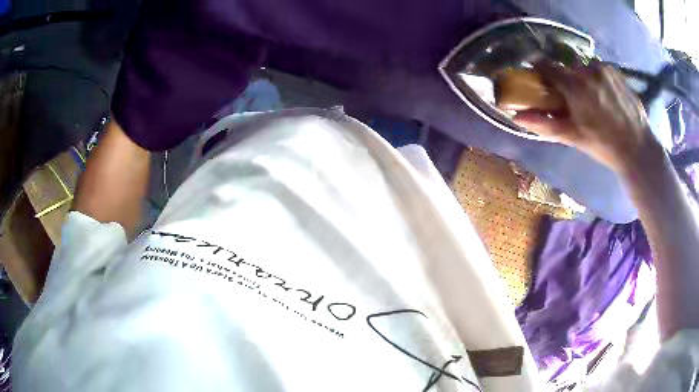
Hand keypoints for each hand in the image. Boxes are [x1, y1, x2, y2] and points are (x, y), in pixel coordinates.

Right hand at [512, 60, 656, 172]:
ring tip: (594, 98)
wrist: (637, 148)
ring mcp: (603, 68)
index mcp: (574, 85)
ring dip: (584, 77)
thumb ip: (545, 124)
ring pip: (584, 66)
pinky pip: (600, 68)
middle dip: (567, 78)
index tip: (541, 77)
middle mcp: (587, 69)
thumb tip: (517, 117)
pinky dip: (598, 77)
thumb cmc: (603, 145)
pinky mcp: (616, 71)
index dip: (540, 69)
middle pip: (567, 66)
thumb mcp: (573, 137)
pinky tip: (606, 96)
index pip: (546, 64)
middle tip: (575, 98)